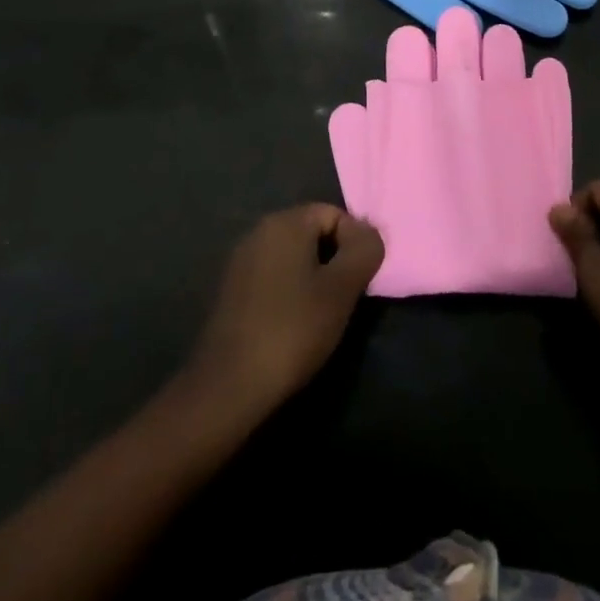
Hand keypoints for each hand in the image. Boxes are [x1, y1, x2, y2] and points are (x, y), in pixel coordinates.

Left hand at [188, 205, 384, 414]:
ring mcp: (241, 261)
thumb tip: (370, 234)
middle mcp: (259, 231)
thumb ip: (364, 251)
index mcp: (284, 222)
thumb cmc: (292, 329)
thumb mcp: (342, 289)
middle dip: (335, 260)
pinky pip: (274, 276)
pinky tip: (295, 324)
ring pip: (294, 257)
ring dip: (314, 278)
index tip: (359, 281)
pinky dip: (291, 292)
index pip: (334, 214)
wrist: (229, 386)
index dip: (355, 244)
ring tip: (323, 315)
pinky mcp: (232, 290)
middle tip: (346, 298)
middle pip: (313, 232)